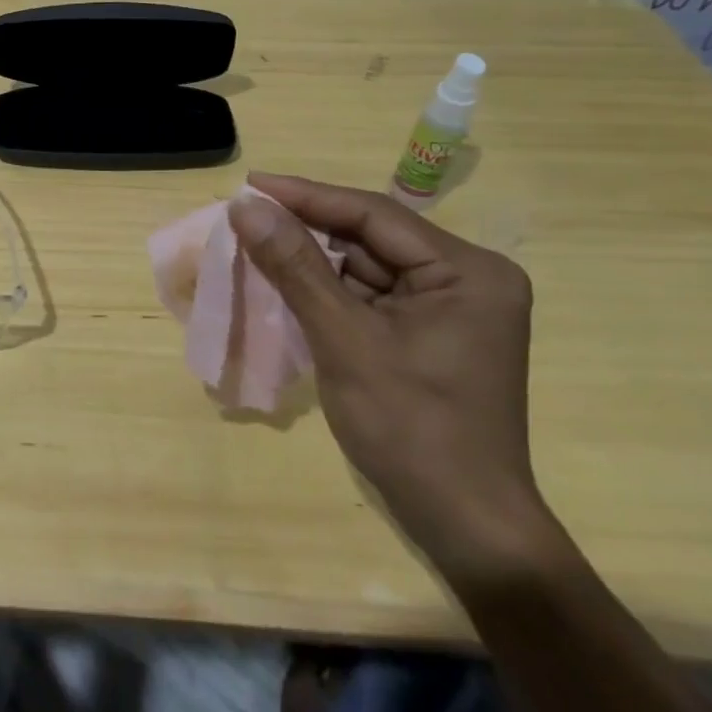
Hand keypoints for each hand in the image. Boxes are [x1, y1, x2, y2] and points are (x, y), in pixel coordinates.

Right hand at [228, 173, 554, 584]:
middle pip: (369, 237)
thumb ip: (294, 266)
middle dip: (306, 230)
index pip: (373, 213)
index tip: (249, 184)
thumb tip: (244, 206)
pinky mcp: (430, 332)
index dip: (306, 196)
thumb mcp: (344, 339)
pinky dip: (327, 291)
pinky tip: (285, 284)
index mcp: (467, 270)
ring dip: (311, 260)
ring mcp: (449, 307)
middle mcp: (466, 278)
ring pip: (364, 265)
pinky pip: (369, 294)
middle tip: (244, 216)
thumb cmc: (411, 429)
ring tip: (254, 245)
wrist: (465, 528)